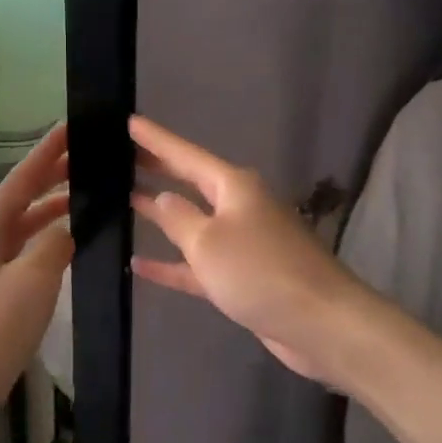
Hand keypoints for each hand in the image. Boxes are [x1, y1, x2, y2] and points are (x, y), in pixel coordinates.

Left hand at [0, 123, 72, 417]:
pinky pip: (24, 253)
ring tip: (89, 198)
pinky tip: (68, 246)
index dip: (49, 152)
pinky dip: (48, 241)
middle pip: (22, 199)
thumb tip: (67, 227)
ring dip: (53, 211)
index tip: (73, 126)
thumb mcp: (33, 280)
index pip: (23, 179)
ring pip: (24, 227)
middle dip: (54, 178)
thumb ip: (55, 243)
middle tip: (91, 160)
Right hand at [129, 115, 367, 384]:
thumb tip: (163, 197)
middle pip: (191, 183)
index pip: (185, 155)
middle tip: (122, 156)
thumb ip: (179, 218)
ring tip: (126, 199)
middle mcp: (239, 207)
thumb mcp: (208, 242)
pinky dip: (172, 264)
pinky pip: (198, 264)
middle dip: (160, 170)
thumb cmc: (260, 271)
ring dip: (163, 215)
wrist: (319, 322)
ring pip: (194, 223)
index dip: (156, 139)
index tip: (129, 121)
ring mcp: (242, 243)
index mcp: (234, 187)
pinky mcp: (242, 277)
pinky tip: (138, 264)